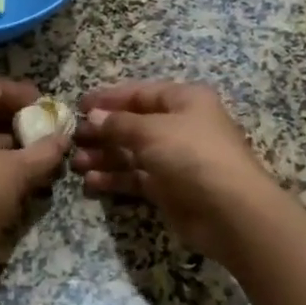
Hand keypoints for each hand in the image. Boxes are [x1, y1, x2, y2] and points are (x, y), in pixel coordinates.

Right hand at [71, 81, 287, 265]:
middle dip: (103, 130)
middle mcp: (181, 126)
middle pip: (134, 123)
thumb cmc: (192, 154)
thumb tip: (93, 116)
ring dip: (105, 156)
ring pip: (133, 152)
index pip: (140, 93)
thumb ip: (119, 123)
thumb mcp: (152, 131)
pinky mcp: (171, 189)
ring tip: (76, 162)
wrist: (231, 211)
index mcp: (184, 100)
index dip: (109, 98)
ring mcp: (176, 159)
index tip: (79, 104)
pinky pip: (137, 178)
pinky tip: (91, 181)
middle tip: (74, 137)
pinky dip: (115, 178)